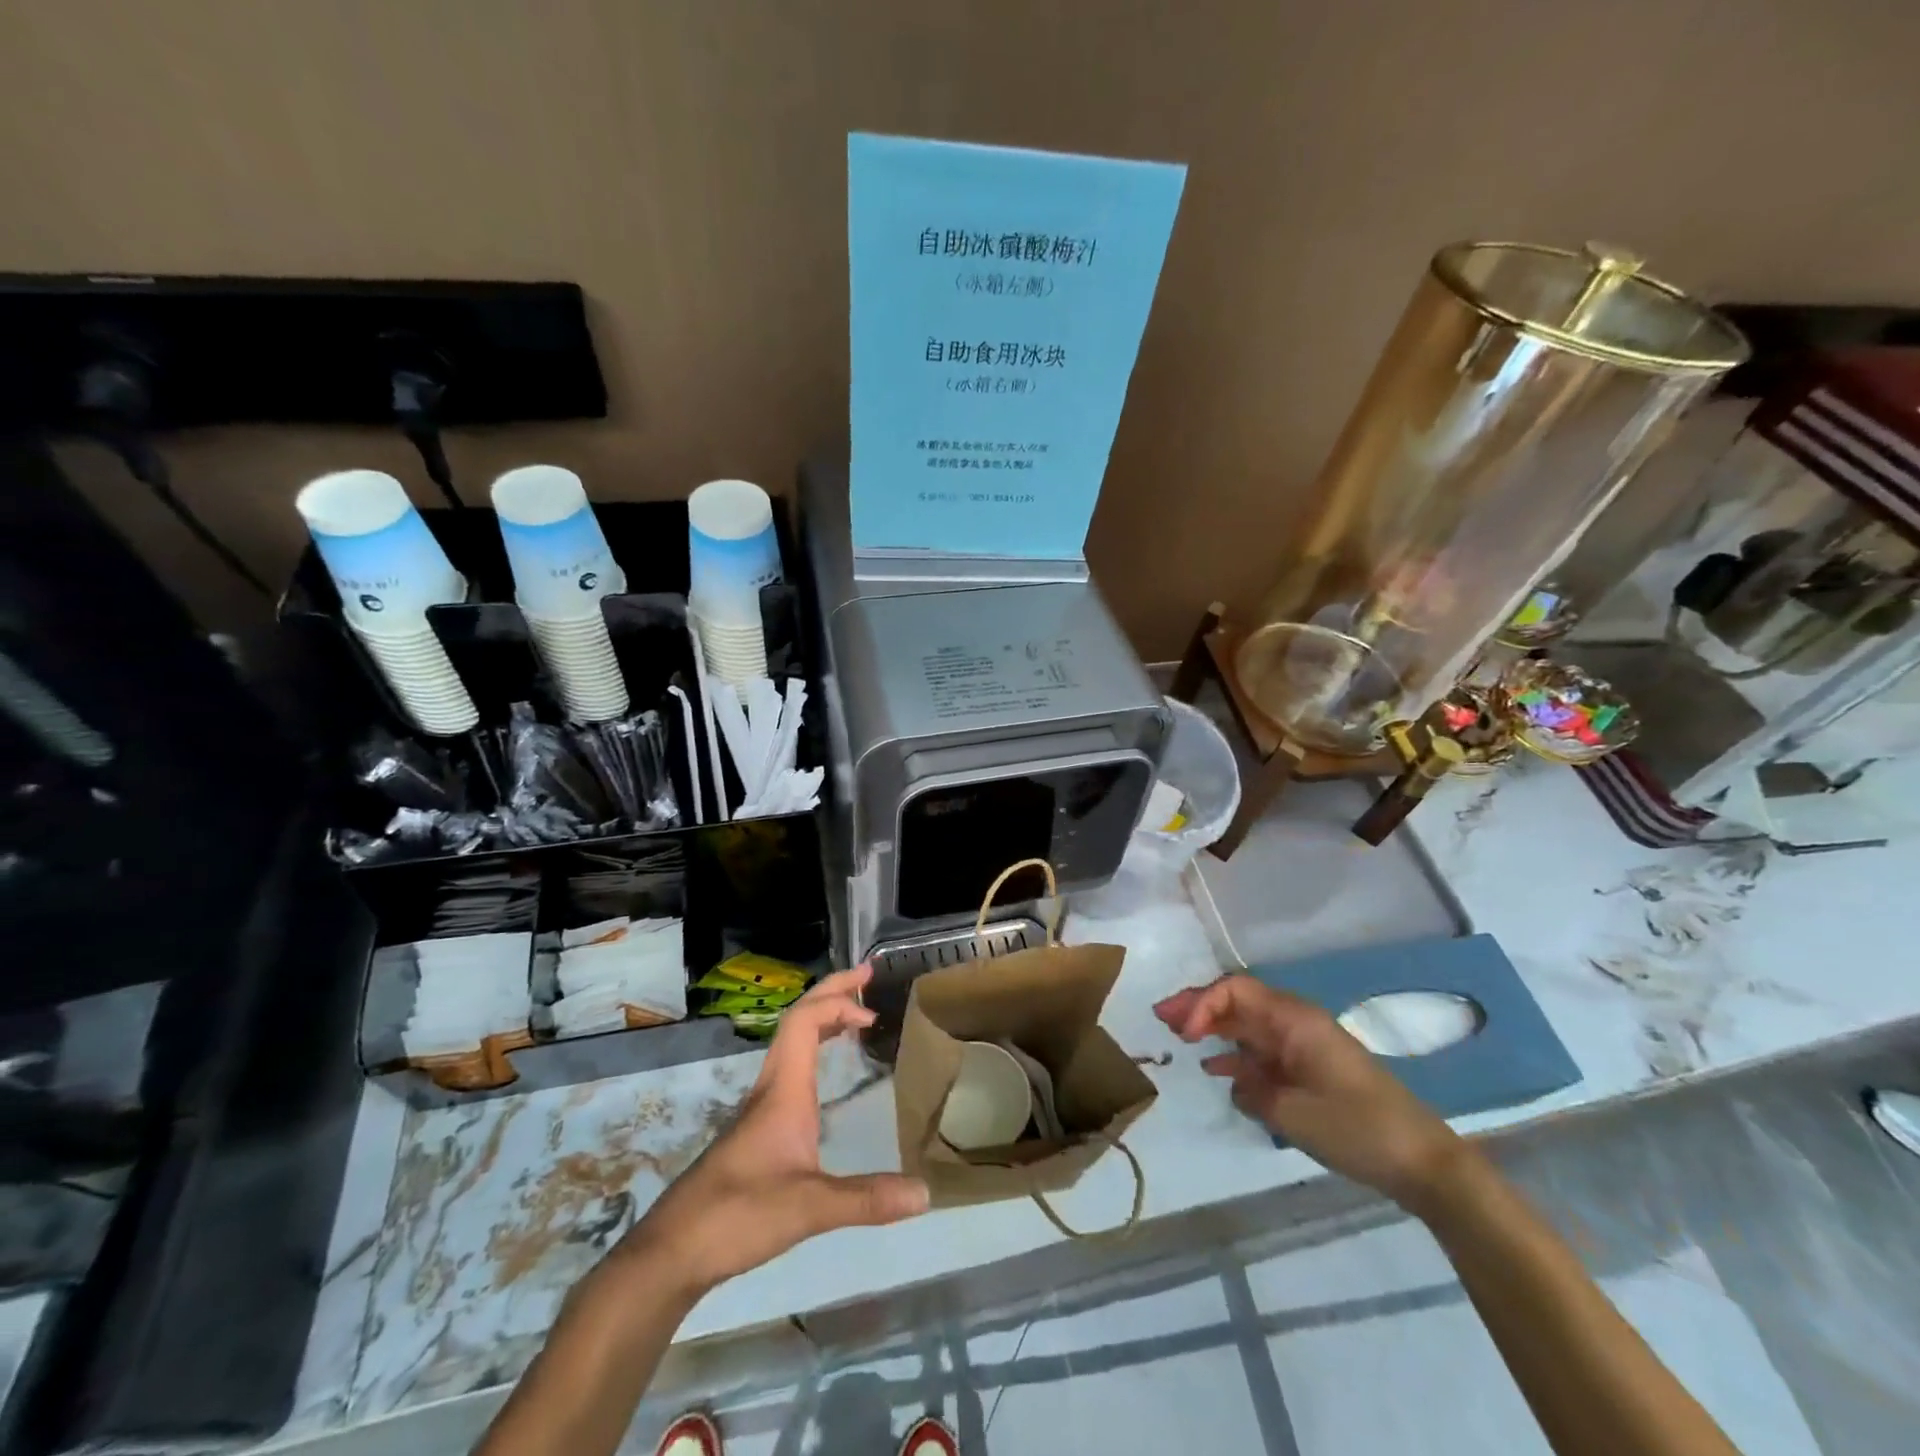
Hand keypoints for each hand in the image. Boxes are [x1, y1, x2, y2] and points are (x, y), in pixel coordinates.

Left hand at [617, 965, 928, 1294]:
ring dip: (823, 1017)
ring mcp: (761, 1106)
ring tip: (855, 1014)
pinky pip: (791, 1066)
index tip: (872, 1013)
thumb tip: (926, 1193)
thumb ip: (866, 1199)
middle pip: (798, 1020)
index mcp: (783, 1089)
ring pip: (792, 1042)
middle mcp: (771, 1086)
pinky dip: (815, 1049)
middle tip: (866, 976)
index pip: (805, 1021)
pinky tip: (828, 1072)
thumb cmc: (738, 1215)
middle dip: (833, 991)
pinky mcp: (758, 1127)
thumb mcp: (809, 1208)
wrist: (673, 1250)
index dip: (838, 1003)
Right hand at [1154, 975, 1465, 1211]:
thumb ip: (1252, 1091)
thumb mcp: (1292, 1112)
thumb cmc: (1356, 1128)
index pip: (1235, 992)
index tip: (1181, 1034)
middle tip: (1161, 1017)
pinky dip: (1236, 1055)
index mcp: (1294, 1020)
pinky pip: (1263, 1052)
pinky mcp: (1312, 1070)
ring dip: (1214, 1028)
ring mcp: (1305, 1046)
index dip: (1202, 1005)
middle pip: (1238, 1002)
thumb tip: (1236, 1082)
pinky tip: (1216, 1069)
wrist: (1422, 1162)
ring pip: (1248, 1026)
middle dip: (1199, 1006)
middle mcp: (1296, 1024)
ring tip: (1178, 1037)